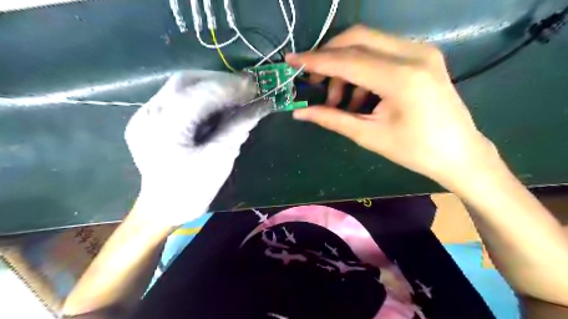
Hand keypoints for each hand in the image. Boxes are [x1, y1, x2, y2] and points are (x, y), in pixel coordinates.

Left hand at [124, 70, 265, 224]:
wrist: (163, 208)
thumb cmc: (192, 189)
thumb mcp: (220, 159)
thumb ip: (238, 128)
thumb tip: (260, 107)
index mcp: (165, 128)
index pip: (200, 93)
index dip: (230, 87)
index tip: (255, 86)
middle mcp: (149, 114)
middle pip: (186, 81)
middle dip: (219, 81)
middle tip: (245, 88)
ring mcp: (145, 115)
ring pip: (180, 86)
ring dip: (210, 86)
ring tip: (234, 94)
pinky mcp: (149, 118)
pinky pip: (177, 97)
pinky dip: (200, 96)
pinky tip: (216, 104)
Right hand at [287, 25, 497, 188]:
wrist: (459, 152)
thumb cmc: (414, 150)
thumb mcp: (368, 135)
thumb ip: (332, 119)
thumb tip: (299, 113)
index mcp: (401, 78)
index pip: (347, 60)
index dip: (315, 60)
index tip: (291, 60)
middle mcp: (413, 54)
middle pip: (357, 37)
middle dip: (329, 56)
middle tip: (314, 81)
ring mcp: (421, 50)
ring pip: (368, 42)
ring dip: (345, 65)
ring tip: (340, 99)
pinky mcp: (423, 55)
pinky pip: (382, 51)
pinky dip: (362, 68)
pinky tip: (360, 95)